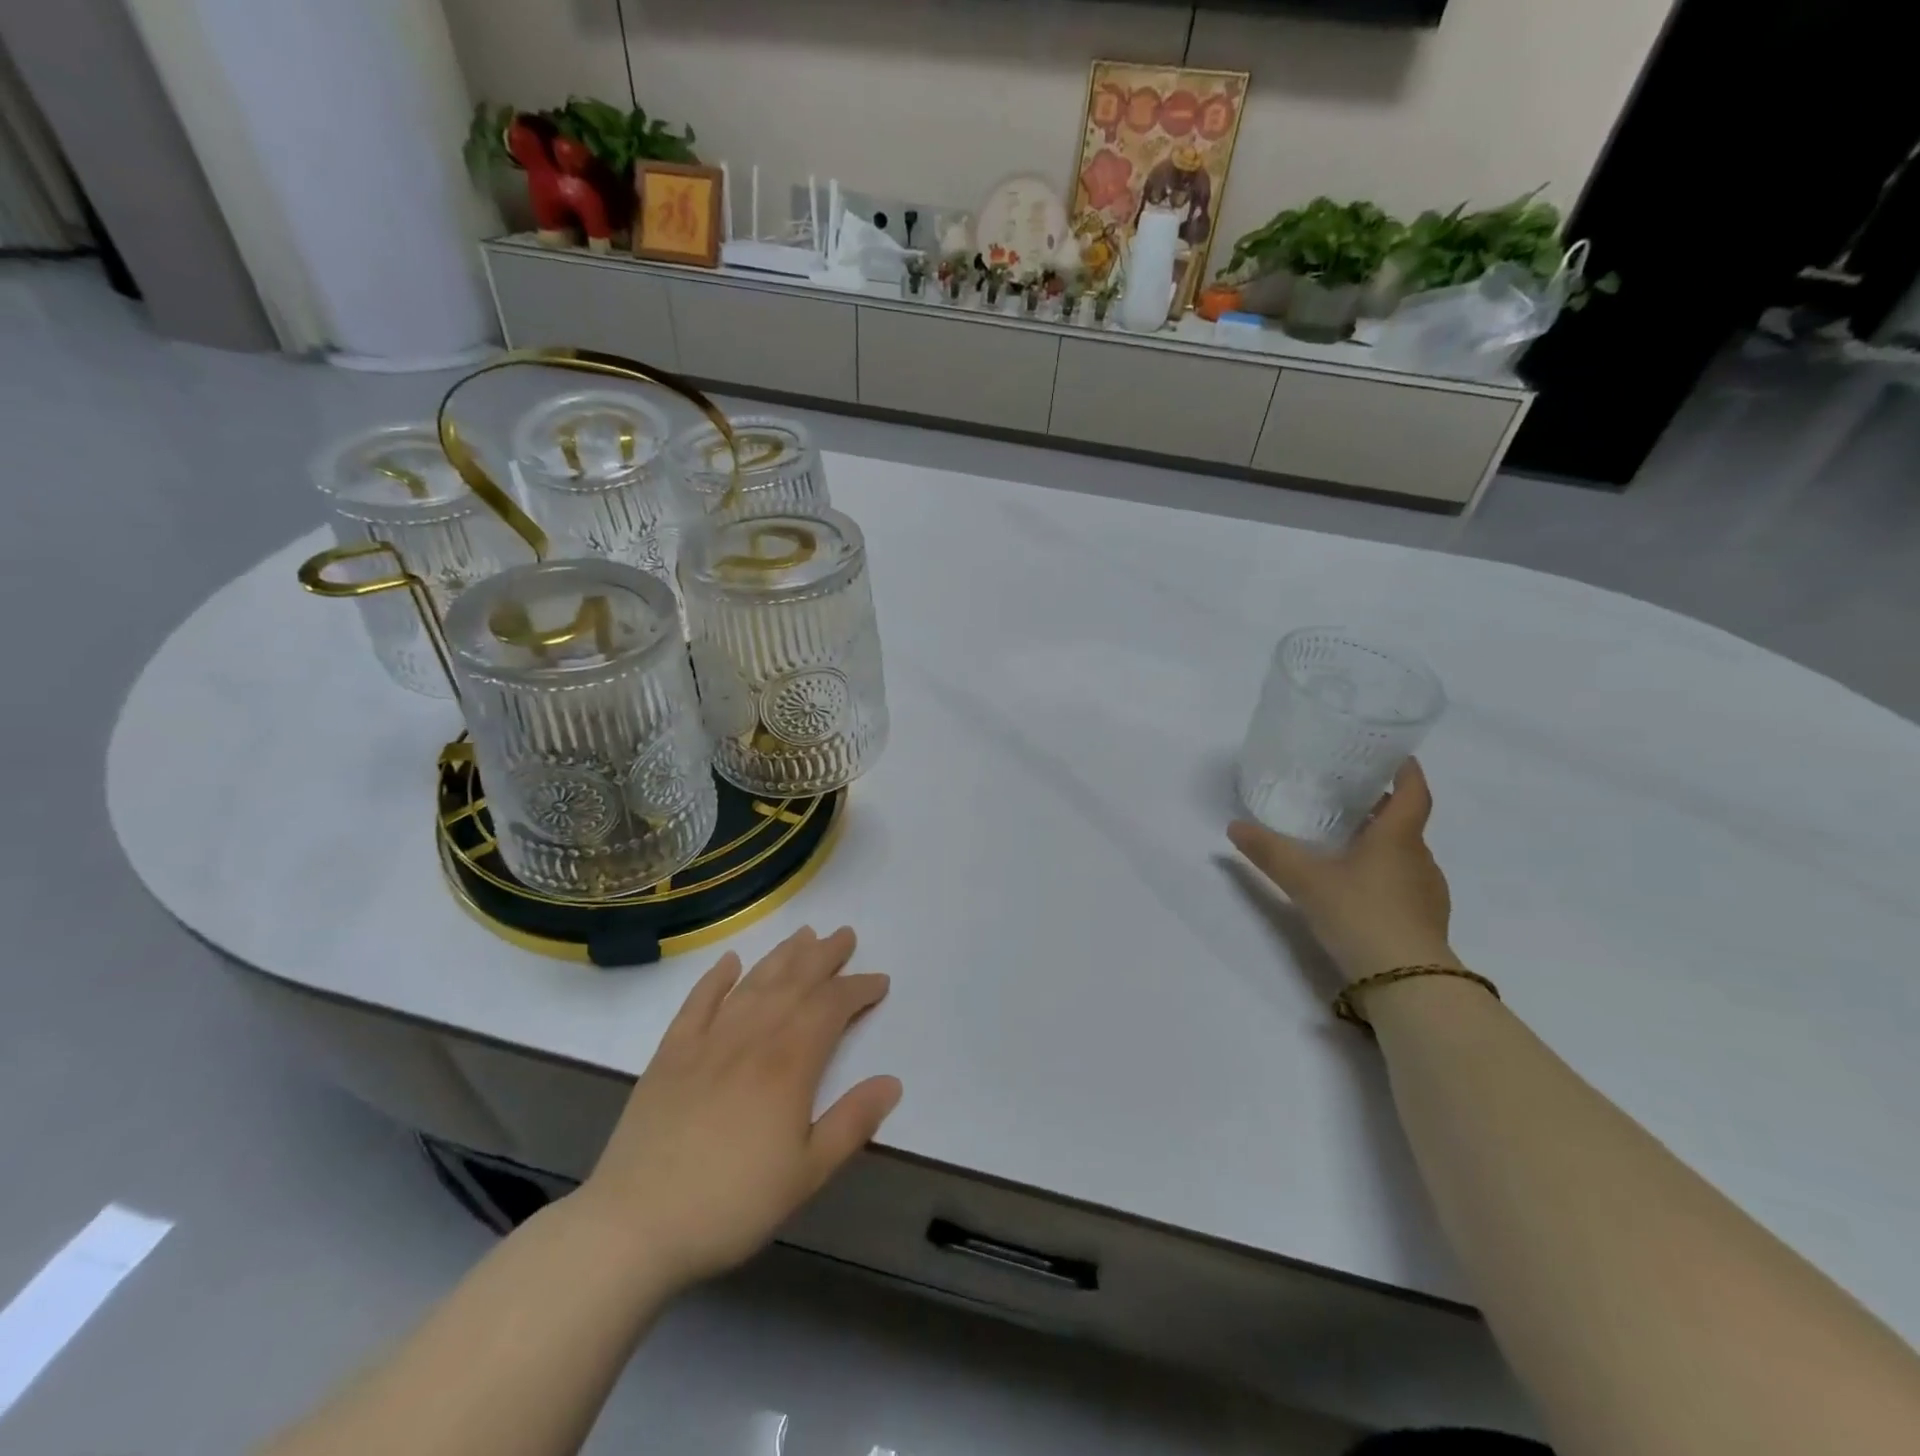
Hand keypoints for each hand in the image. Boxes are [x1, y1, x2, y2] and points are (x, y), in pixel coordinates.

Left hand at [572, 926, 900, 1292]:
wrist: (635, 1223)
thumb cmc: (731, 1203)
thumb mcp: (807, 1174)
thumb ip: (852, 1123)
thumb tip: (892, 1081)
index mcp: (789, 1064)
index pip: (831, 1007)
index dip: (858, 989)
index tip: (879, 980)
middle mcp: (752, 1037)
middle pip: (794, 982)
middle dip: (824, 956)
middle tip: (845, 934)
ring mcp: (707, 1040)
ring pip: (754, 983)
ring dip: (782, 955)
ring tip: (804, 934)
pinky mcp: (671, 1053)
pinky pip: (698, 1002)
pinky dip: (716, 977)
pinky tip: (730, 961)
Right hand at [1228, 758, 1456, 984]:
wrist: (1407, 982)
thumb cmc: (1360, 914)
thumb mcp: (1305, 880)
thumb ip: (1270, 852)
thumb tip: (1234, 826)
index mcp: (1397, 838)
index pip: (1413, 793)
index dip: (1407, 772)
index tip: (1395, 757)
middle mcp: (1419, 859)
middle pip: (1406, 824)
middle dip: (1382, 810)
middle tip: (1348, 802)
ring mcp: (1427, 893)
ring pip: (1405, 857)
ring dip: (1382, 846)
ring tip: (1347, 847)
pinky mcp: (1426, 922)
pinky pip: (1406, 886)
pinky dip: (1385, 877)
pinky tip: (1358, 891)